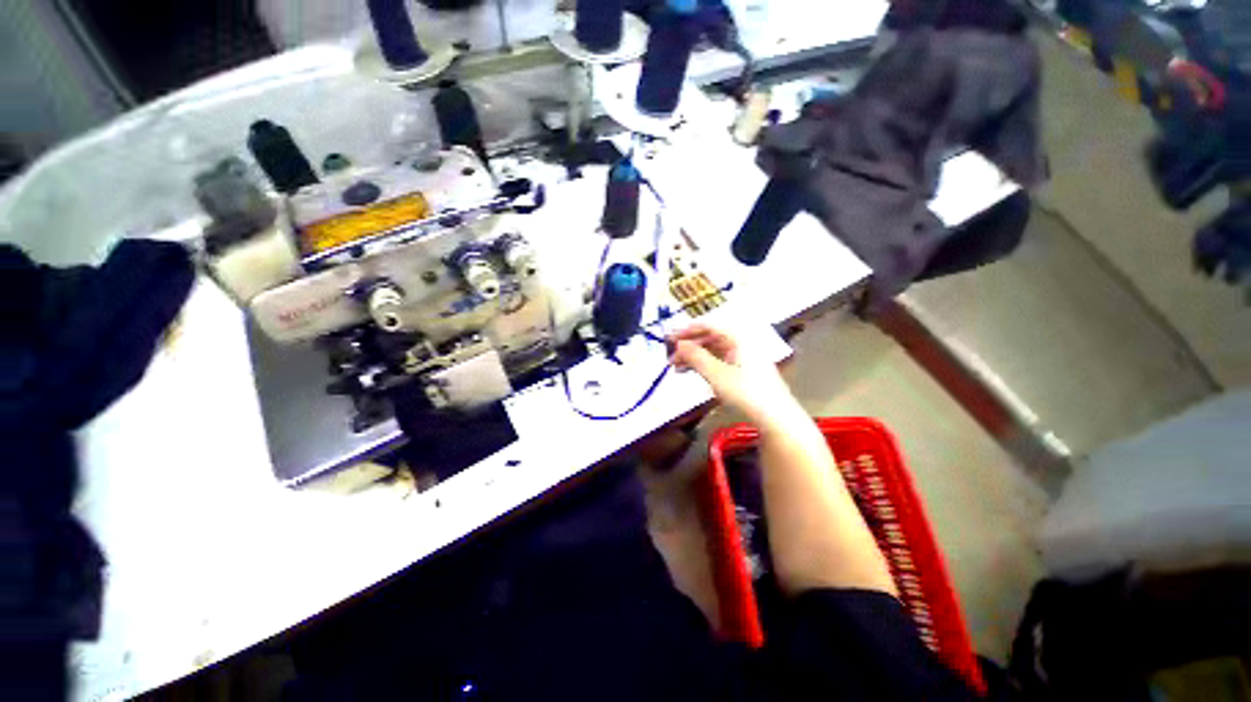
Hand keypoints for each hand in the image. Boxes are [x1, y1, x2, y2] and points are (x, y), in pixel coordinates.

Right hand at [668, 324, 798, 423]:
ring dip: (694, 357)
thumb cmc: (745, 392)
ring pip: (713, 350)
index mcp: (737, 337)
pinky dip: (704, 365)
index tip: (669, 338)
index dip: (686, 330)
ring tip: (676, 368)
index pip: (708, 325)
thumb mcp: (716, 374)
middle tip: (670, 357)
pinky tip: (692, 373)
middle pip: (709, 337)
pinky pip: (719, 361)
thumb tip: (678, 343)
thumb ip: (695, 356)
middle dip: (688, 346)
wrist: (775, 418)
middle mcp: (741, 342)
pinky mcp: (743, 370)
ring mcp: (743, 357)